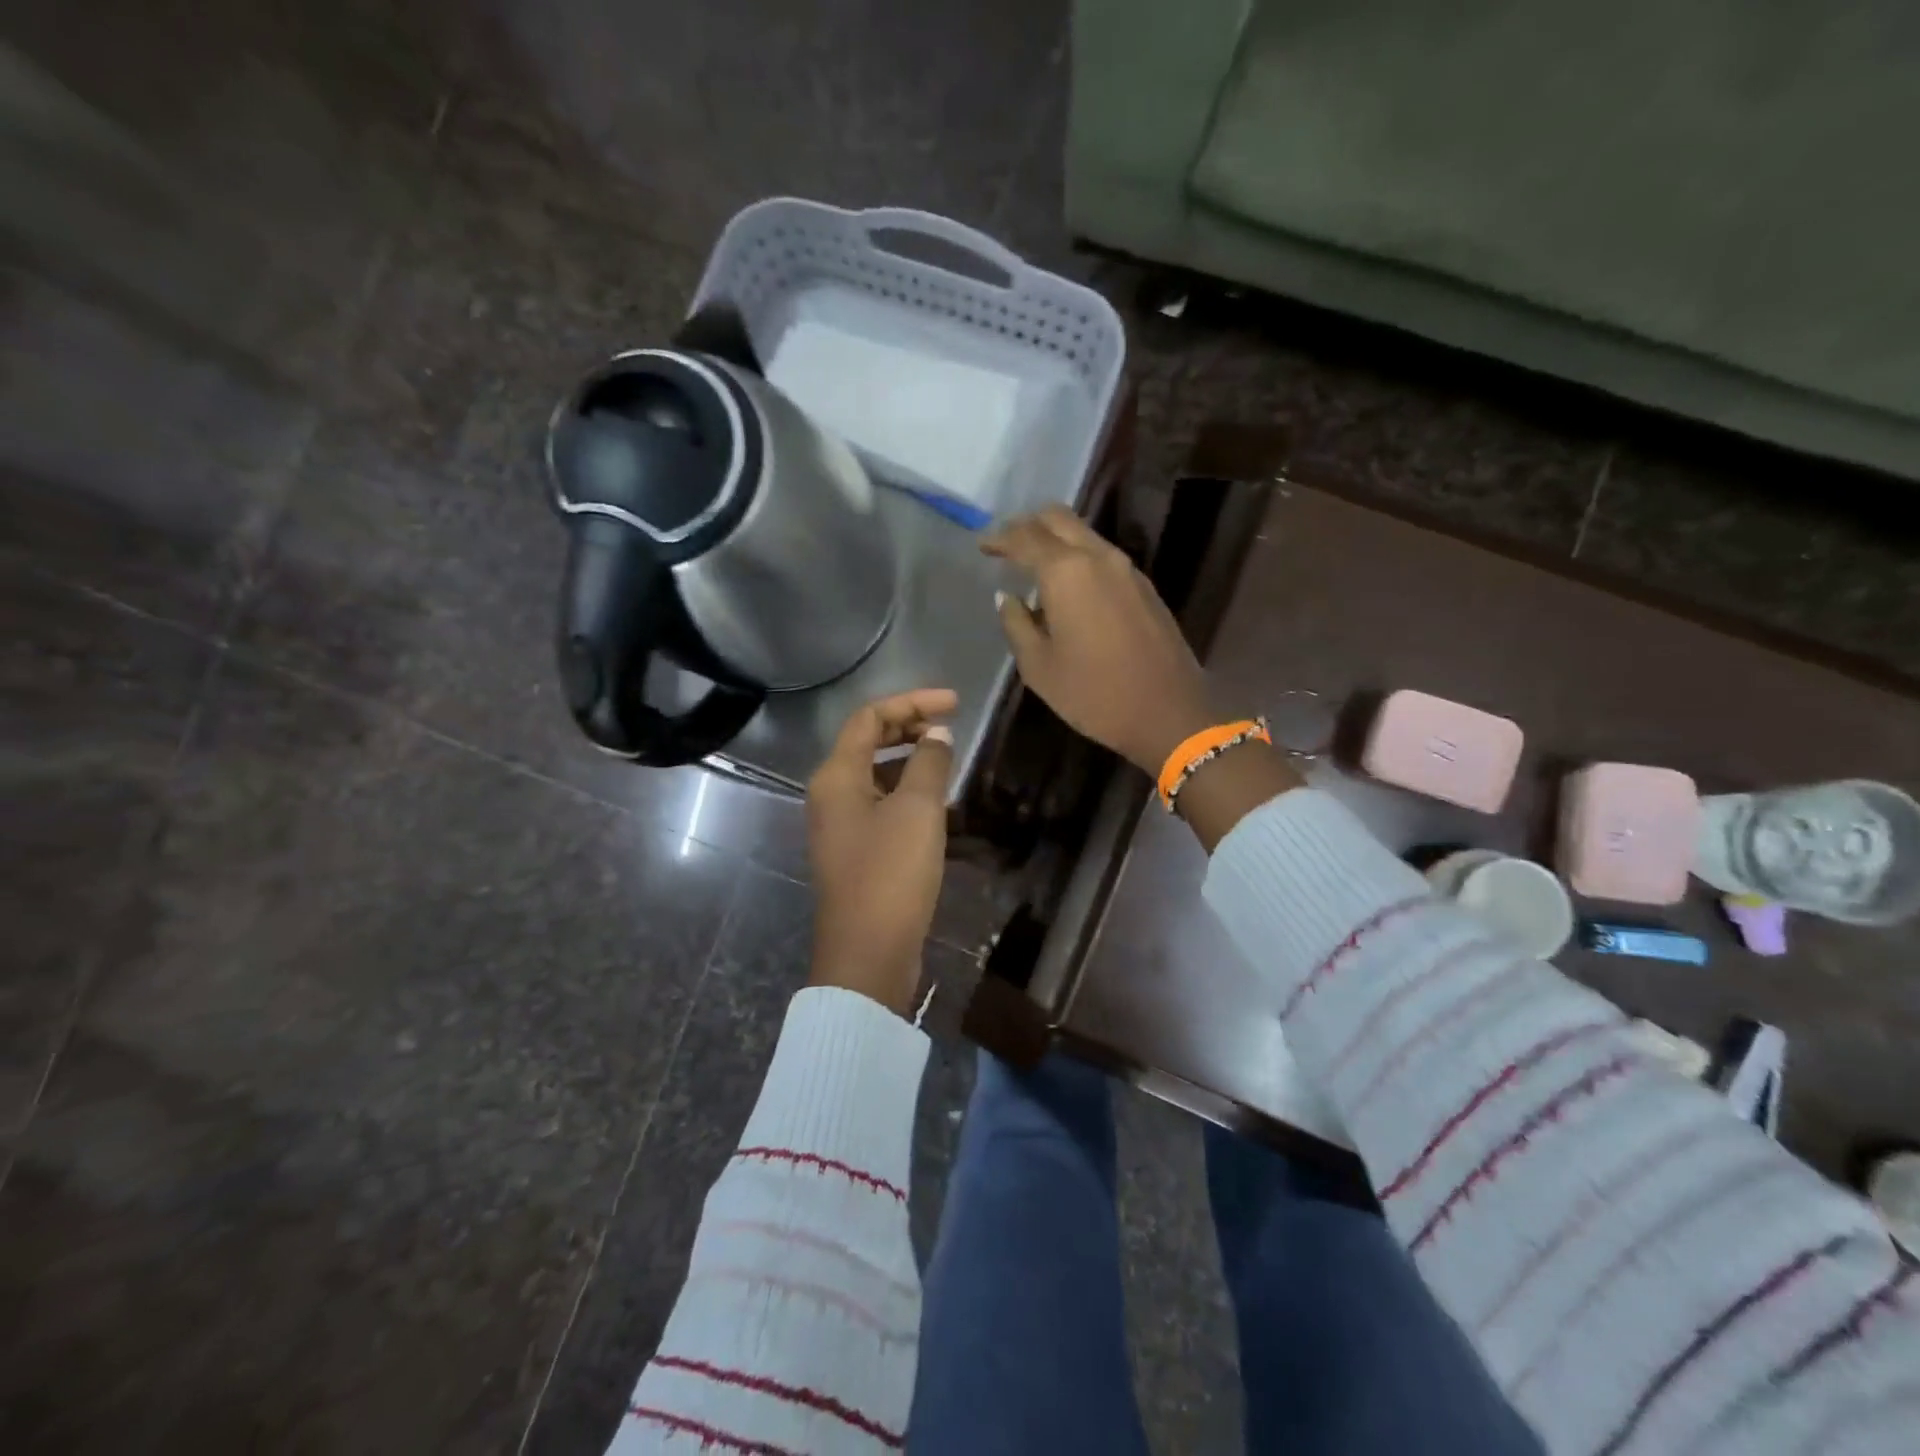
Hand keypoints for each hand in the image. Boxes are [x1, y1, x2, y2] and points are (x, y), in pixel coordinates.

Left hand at [806, 688, 957, 1015]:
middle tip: (951, 725)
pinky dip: (907, 792)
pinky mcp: (856, 852)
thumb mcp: (918, 811)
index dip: (912, 702)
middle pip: (867, 742)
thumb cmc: (891, 874)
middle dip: (908, 727)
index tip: (956, 704)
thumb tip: (937, 734)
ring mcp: (841, 825)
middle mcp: (830, 795)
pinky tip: (937, 804)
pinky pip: (880, 804)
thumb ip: (929, 763)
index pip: (869, 718)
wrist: (868, 953)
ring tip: (947, 760)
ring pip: (875, 775)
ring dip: (909, 760)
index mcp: (836, 777)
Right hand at [983, 507, 1215, 773]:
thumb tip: (1008, 598)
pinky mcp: (1144, 587)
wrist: (1168, 714)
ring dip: (1055, 539)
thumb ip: (1017, 624)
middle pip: (1059, 519)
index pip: (1025, 538)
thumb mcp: (1039, 667)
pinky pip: (1102, 556)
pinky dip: (1078, 557)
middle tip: (1006, 543)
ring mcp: (1127, 570)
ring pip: (1084, 534)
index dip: (1000, 538)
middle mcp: (1099, 558)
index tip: (982, 545)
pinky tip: (1067, 585)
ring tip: (1033, 562)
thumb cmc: (1094, 694)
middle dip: (1028, 524)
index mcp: (1067, 572)